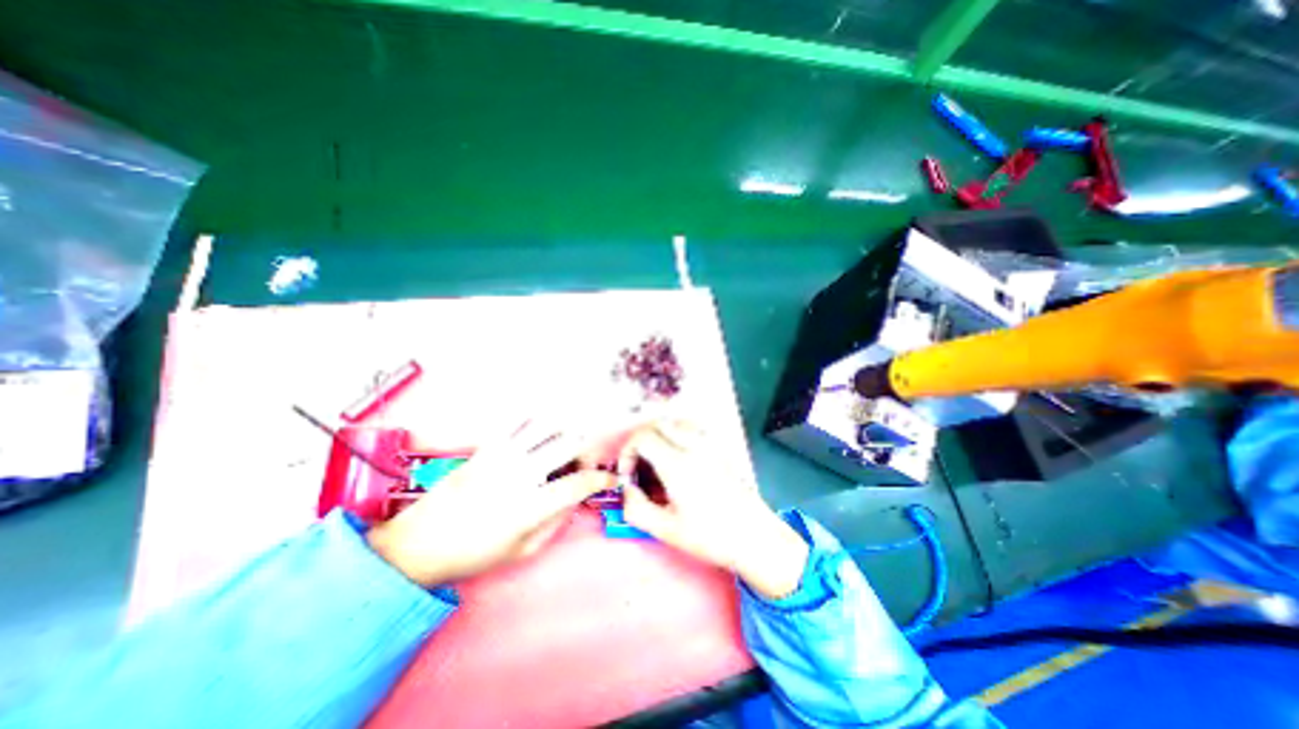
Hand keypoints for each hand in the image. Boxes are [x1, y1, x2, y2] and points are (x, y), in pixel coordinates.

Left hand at [362, 417, 610, 588]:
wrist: (418, 545)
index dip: (601, 480)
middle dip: (587, 451)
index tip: (609, 480)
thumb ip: (556, 522)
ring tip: (565, 443)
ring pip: (548, 426)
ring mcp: (502, 456)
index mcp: (530, 506)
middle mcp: (520, 474)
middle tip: (583, 464)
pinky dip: (536, 419)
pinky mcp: (487, 447)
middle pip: (569, 445)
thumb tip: (574, 499)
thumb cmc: (474, 554)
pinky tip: (542, 428)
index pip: (579, 484)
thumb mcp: (522, 550)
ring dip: (565, 431)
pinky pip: (518, 422)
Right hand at [618, 422, 808, 597]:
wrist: (754, 536)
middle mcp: (693, 446)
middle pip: (657, 424)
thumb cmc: (710, 537)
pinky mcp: (719, 447)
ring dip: (658, 433)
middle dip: (640, 440)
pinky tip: (677, 455)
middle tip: (638, 465)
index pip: (643, 437)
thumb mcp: (666, 530)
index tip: (628, 474)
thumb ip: (636, 508)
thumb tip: (626, 488)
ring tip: (655, 459)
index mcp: (677, 465)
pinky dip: (677, 432)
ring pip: (675, 421)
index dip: (627, 452)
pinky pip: (692, 427)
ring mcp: (709, 444)